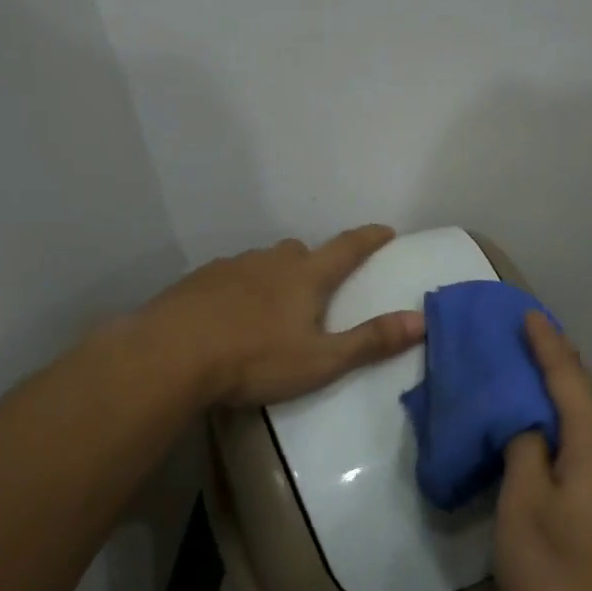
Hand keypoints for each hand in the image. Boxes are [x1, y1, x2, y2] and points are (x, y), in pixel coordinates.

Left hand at [142, 225, 424, 407]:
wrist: (170, 355)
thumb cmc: (254, 359)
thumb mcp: (321, 360)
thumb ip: (370, 341)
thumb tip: (421, 320)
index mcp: (305, 276)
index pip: (347, 248)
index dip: (369, 239)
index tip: (385, 230)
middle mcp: (270, 261)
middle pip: (301, 251)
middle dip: (315, 262)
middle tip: (319, 286)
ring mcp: (230, 267)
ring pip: (263, 262)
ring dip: (275, 276)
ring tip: (272, 307)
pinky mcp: (198, 281)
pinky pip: (230, 276)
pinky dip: (240, 289)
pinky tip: (230, 315)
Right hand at [495, 313, 591, 590]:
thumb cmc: (564, 581)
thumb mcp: (522, 509)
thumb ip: (523, 450)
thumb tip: (530, 425)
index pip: (568, 376)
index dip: (545, 342)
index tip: (528, 313)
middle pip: (583, 403)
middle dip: (550, 378)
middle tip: (513, 361)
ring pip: (591, 437)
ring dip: (558, 421)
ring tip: (521, 413)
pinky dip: (570, 452)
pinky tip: (548, 465)